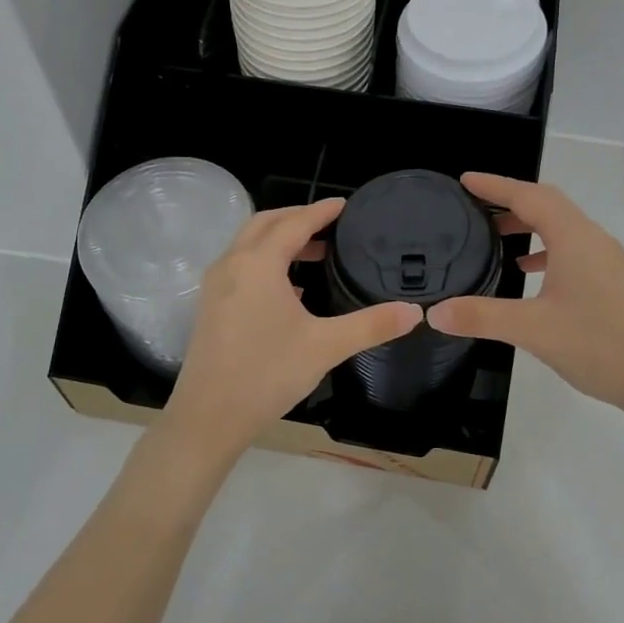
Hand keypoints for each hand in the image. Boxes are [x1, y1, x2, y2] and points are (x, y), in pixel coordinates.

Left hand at [159, 199, 421, 460]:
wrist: (208, 418)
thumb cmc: (267, 375)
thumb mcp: (325, 347)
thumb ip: (371, 325)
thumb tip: (415, 312)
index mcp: (258, 264)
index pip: (294, 223)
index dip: (322, 211)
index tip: (346, 205)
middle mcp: (232, 264)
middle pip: (265, 223)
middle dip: (297, 217)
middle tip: (331, 224)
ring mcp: (215, 285)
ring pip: (248, 244)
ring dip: (280, 239)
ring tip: (316, 253)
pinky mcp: (210, 306)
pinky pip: (240, 266)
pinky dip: (265, 260)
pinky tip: (290, 289)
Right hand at [428, 172, 623, 415]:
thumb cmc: (598, 345)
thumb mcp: (532, 329)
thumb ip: (481, 316)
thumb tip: (434, 312)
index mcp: (574, 238)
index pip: (529, 196)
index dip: (495, 186)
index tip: (465, 181)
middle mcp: (592, 239)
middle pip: (548, 204)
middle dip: (510, 200)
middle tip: (474, 205)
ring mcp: (606, 260)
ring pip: (561, 227)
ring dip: (528, 224)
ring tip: (495, 236)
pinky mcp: (611, 280)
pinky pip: (572, 248)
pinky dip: (545, 249)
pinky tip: (528, 272)